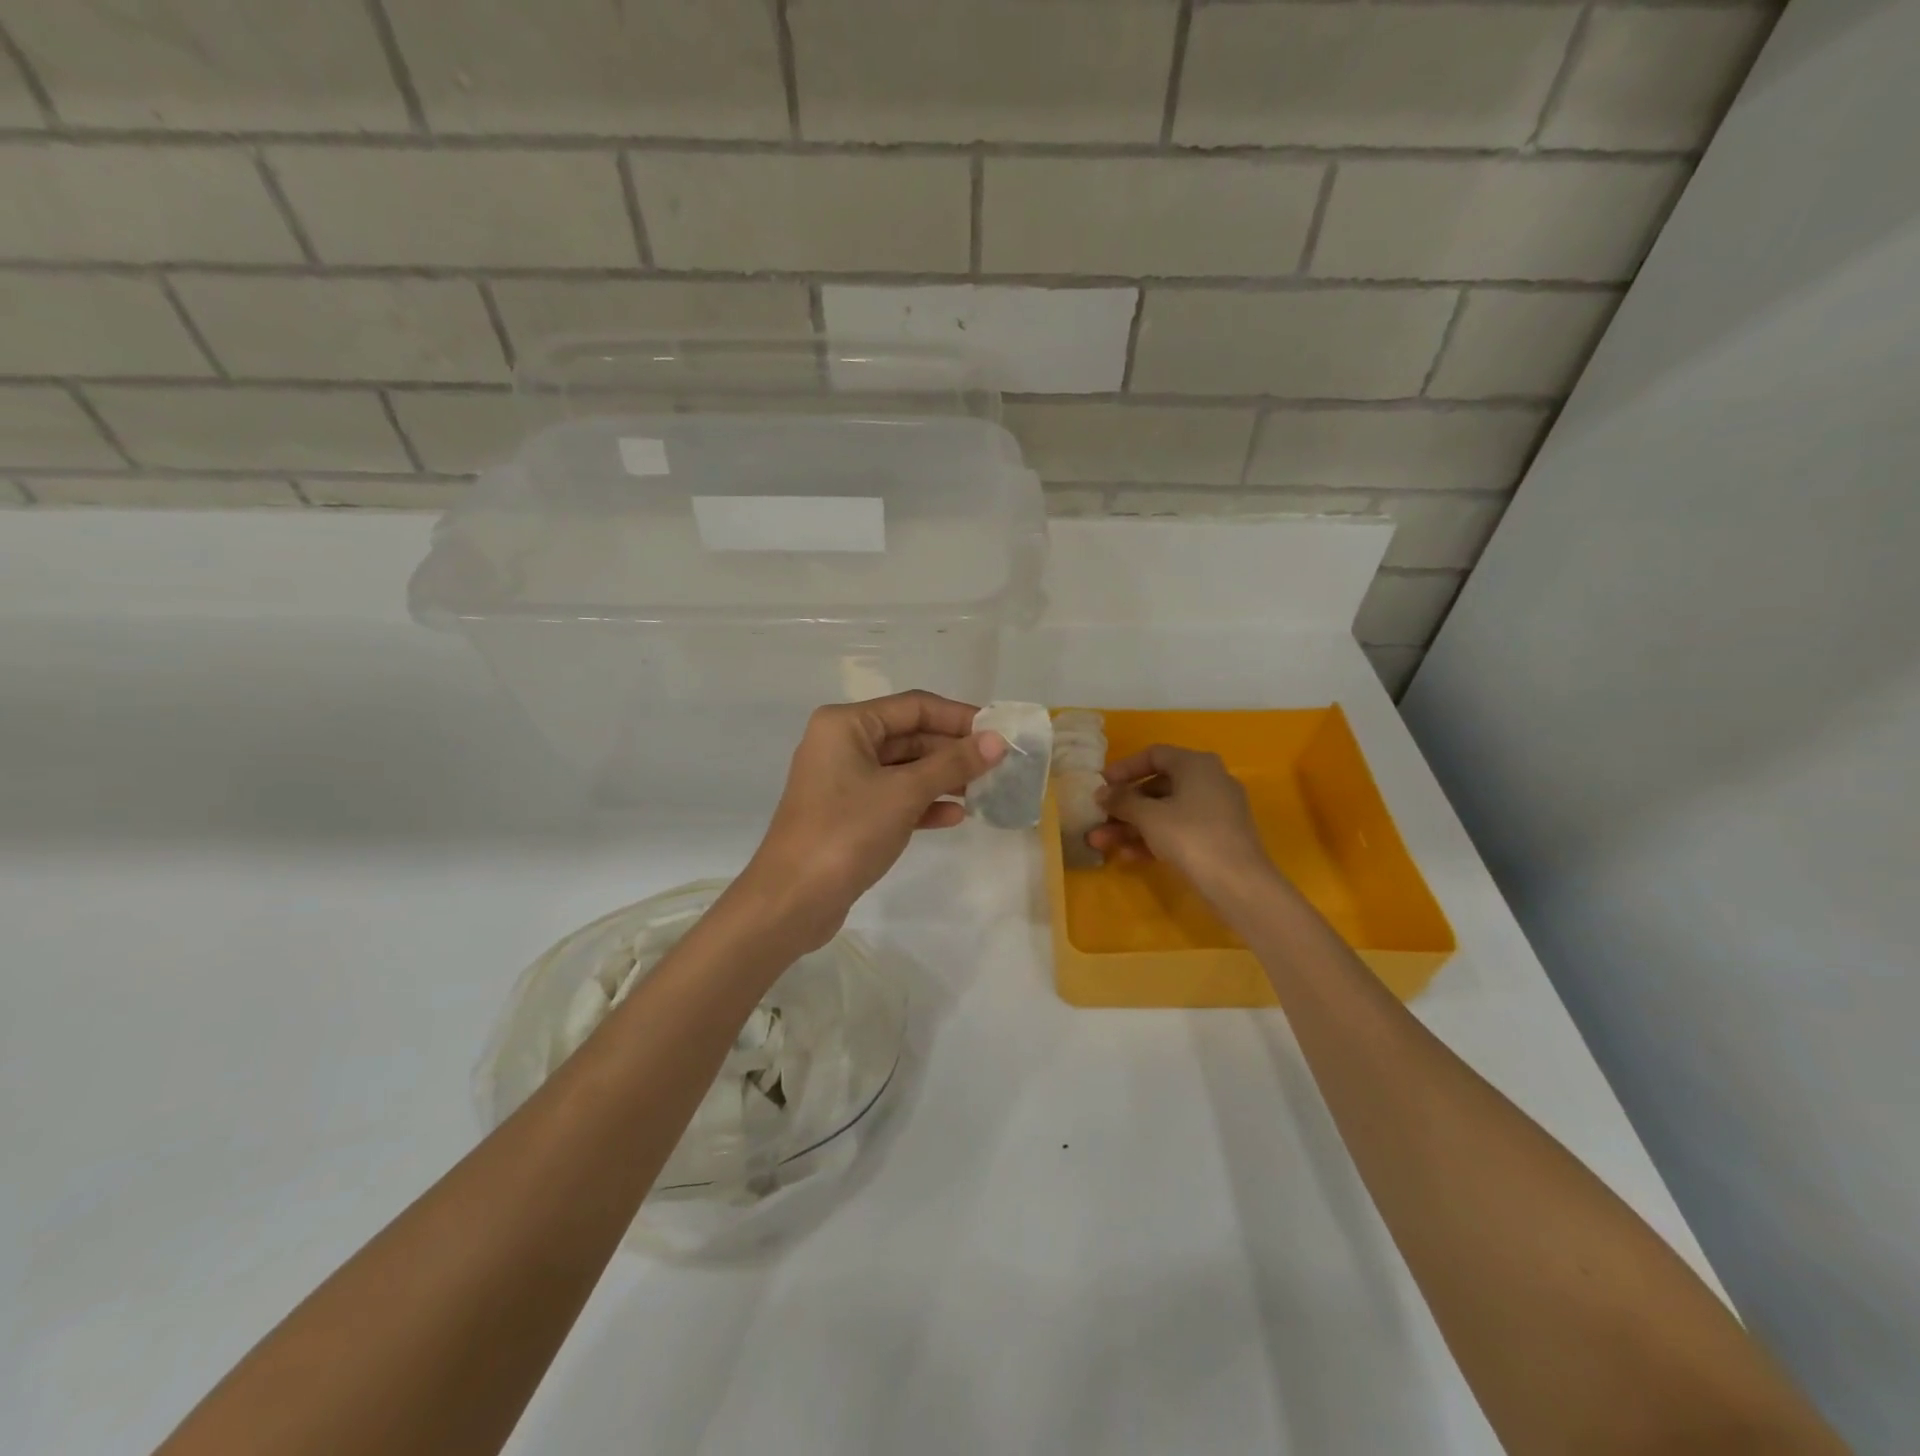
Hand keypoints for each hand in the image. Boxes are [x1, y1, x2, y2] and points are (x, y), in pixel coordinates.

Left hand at [736, 692, 1006, 949]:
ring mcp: (843, 781)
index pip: (913, 707)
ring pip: (903, 769)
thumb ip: (953, 764)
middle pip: (909, 736)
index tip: (998, 732)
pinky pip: (893, 797)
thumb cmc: (846, 832)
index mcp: (846, 724)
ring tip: (984, 790)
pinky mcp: (848, 814)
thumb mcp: (904, 793)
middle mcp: (842, 744)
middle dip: (952, 750)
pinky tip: (955, 816)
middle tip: (997, 765)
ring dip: (942, 778)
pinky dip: (922, 803)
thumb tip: (997, 741)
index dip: (958, 717)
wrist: (792, 900)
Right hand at [1088, 745, 1274, 900]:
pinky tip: (1129, 856)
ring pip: (1166, 811)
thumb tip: (1101, 793)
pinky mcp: (1218, 837)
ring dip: (1133, 826)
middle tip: (1098, 819)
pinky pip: (1179, 830)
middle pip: (1157, 786)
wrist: (1239, 883)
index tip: (1101, 785)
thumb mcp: (1149, 816)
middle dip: (1124, 806)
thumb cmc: (1190, 836)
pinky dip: (1154, 838)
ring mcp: (1216, 810)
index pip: (1154, 755)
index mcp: (1196, 764)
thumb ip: (1122, 801)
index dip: (1124, 768)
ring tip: (1102, 843)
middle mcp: (1210, 780)